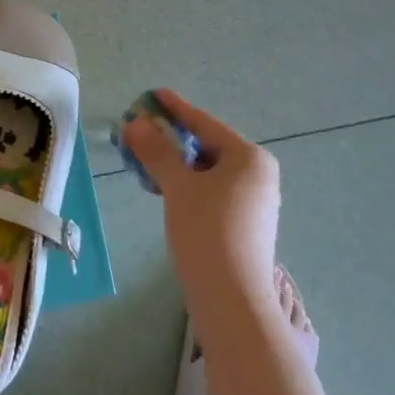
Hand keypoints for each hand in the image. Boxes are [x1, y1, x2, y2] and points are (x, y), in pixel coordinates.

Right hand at [123, 90, 281, 323]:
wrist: (232, 299)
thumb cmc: (207, 232)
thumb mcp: (178, 187)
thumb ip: (157, 152)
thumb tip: (136, 124)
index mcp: (249, 157)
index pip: (205, 124)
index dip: (175, 108)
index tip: (152, 95)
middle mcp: (258, 174)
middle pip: (208, 146)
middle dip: (172, 139)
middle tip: (140, 133)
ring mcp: (255, 201)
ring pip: (209, 171)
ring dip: (177, 164)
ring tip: (146, 161)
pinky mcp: (246, 224)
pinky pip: (213, 191)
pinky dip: (189, 185)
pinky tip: (166, 190)